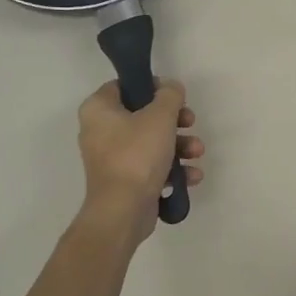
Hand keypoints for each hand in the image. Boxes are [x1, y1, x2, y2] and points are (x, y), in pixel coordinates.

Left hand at [77, 79, 203, 237]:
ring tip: (197, 152)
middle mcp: (101, 131)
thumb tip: (171, 88)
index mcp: (99, 110)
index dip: (151, 86)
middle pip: (143, 114)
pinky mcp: (125, 180)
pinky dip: (172, 168)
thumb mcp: (160, 116)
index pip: (124, 85)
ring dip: (180, 145)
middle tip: (190, 122)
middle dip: (174, 120)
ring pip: (152, 141)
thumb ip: (170, 95)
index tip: (174, 95)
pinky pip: (152, 166)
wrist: (123, 210)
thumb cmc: (137, 155)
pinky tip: (192, 175)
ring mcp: (113, 158)